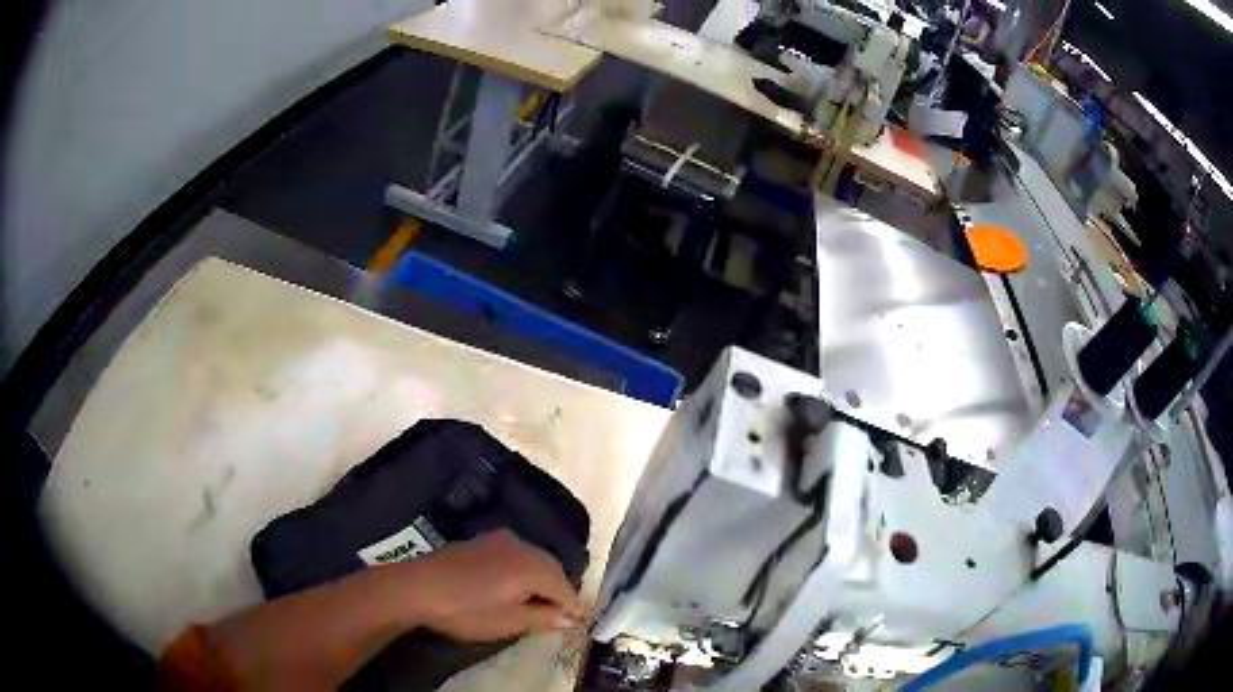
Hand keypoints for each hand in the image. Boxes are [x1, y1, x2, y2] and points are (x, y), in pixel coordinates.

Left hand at [398, 529, 584, 641]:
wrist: (418, 587)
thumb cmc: (467, 610)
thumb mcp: (510, 621)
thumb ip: (545, 617)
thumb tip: (571, 617)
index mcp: (532, 567)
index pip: (565, 587)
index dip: (573, 607)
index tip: (578, 623)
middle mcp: (521, 546)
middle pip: (552, 568)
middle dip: (559, 590)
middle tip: (560, 614)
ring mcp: (500, 540)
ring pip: (534, 559)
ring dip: (541, 579)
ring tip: (538, 602)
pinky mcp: (482, 540)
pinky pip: (515, 554)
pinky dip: (522, 570)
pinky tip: (513, 585)